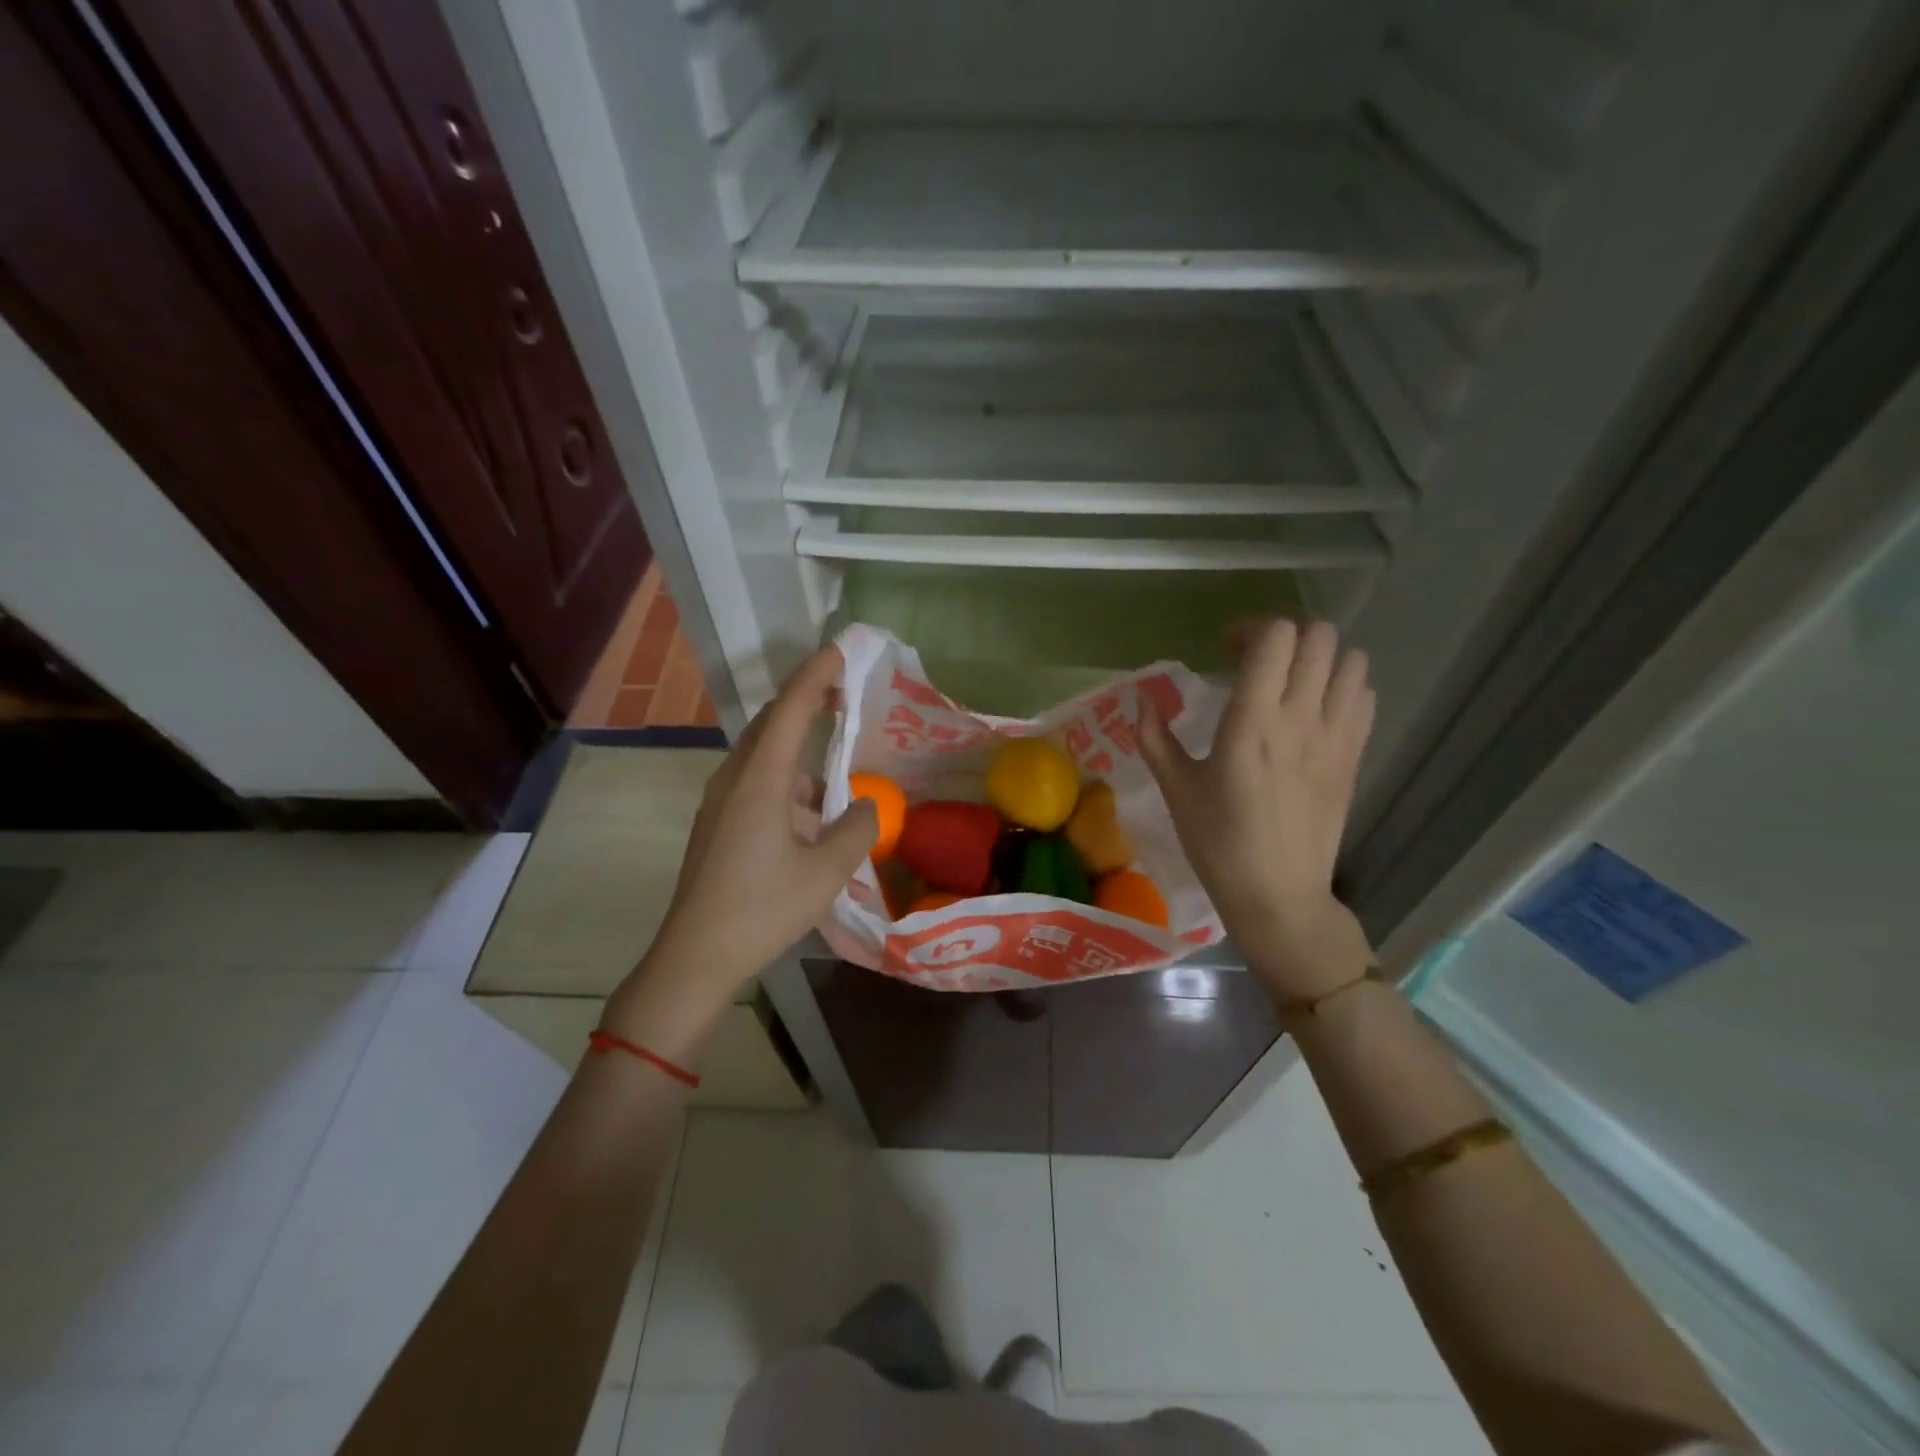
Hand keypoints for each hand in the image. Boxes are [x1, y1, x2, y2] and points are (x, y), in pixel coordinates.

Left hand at [600, 646, 876, 1056]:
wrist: (695, 956)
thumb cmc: (763, 908)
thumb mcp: (827, 870)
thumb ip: (857, 828)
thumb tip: (867, 805)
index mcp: (760, 778)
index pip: (792, 708)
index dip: (817, 675)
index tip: (841, 650)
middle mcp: (735, 778)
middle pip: (772, 722)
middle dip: (808, 700)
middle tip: (845, 693)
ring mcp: (720, 801)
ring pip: (762, 752)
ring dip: (798, 743)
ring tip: (836, 757)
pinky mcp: (717, 822)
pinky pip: (755, 779)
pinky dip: (786, 775)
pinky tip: (810, 808)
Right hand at [1139, 619, 1375, 1000]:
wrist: (1277, 895)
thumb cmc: (1218, 843)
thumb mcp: (1175, 790)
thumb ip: (1155, 738)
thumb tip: (1142, 699)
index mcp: (1252, 723)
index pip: (1275, 638)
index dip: (1250, 629)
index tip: (1225, 652)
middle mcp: (1301, 719)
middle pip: (1318, 636)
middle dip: (1284, 635)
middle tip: (1257, 662)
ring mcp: (1336, 737)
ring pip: (1351, 659)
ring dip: (1319, 657)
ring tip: (1290, 681)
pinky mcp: (1354, 757)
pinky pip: (1363, 696)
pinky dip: (1342, 686)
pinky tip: (1314, 710)